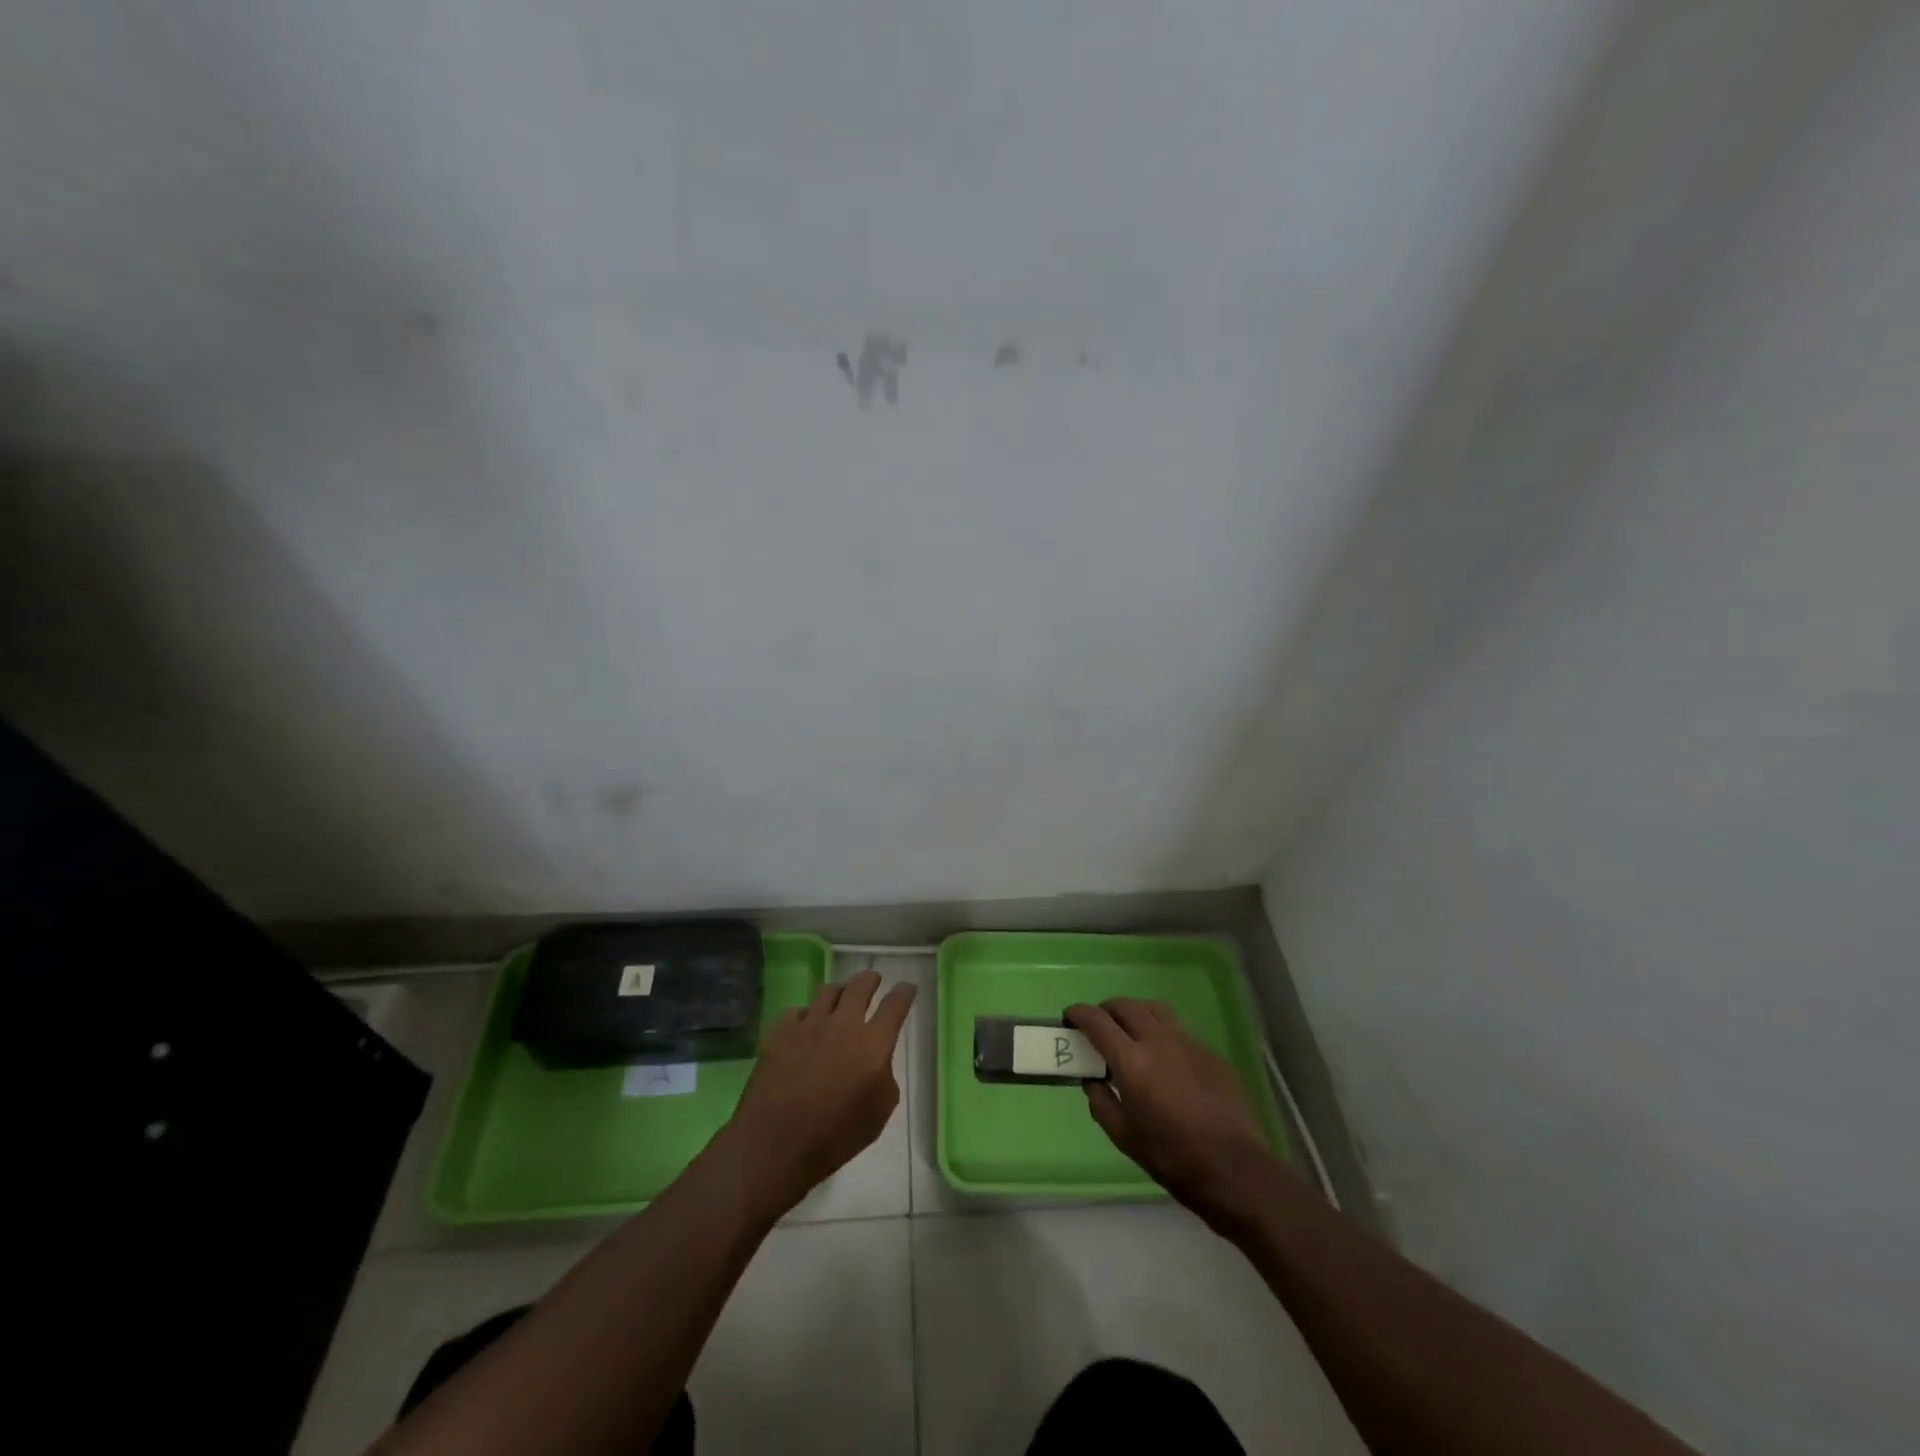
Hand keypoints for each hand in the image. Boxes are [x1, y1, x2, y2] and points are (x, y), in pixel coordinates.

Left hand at [722, 970, 915, 1216]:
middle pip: (860, 986)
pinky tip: (805, 1025)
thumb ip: (884, 1078)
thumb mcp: (878, 1114)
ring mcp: (809, 1024)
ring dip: (839, 991)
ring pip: (828, 990)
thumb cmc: (835, 1136)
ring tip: (839, 997)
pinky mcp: (781, 1032)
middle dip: (870, 979)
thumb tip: (876, 1062)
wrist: (776, 1143)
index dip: (903, 993)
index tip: (907, 987)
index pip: (895, 1005)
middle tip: (873, 980)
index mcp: (873, 1043)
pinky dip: (806, 1015)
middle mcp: (844, 1024)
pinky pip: (798, 1011)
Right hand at [1065, 998, 1291, 1228]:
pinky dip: (1162, 1033)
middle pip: (1125, 1006)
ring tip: (1130, 1030)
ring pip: (1154, 1009)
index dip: (1079, 1013)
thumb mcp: (1123, 1137)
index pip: (1097, 1021)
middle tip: (1098, 1025)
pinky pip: (1178, 1030)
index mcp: (1131, 1060)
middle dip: (1106, 1009)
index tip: (1070, 1017)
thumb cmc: (1171, 1156)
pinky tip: (1164, 1059)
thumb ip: (1101, 1102)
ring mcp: (1187, 1042)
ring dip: (1135, 1012)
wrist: (1233, 1168)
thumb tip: (1092, 1081)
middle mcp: (1157, 1040)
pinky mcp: (1209, 1052)